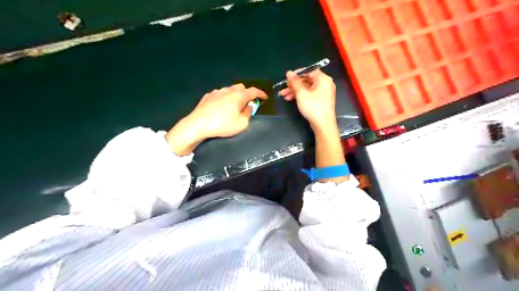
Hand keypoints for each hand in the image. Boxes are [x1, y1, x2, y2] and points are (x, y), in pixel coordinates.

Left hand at [167, 83, 267, 154]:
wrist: (198, 124)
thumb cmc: (223, 124)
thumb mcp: (241, 123)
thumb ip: (248, 114)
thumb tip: (248, 107)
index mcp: (239, 95)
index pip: (254, 91)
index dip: (261, 94)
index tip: (265, 98)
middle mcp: (228, 90)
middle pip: (241, 87)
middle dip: (247, 93)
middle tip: (248, 103)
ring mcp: (216, 92)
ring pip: (229, 90)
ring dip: (235, 95)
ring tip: (234, 106)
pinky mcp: (207, 96)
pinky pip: (220, 94)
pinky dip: (224, 98)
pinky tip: (221, 107)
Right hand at [280, 69, 336, 130]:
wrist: (323, 124)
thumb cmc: (313, 107)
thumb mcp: (301, 93)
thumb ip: (294, 82)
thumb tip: (289, 72)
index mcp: (323, 79)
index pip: (309, 71)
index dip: (297, 73)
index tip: (287, 78)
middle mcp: (325, 84)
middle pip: (307, 80)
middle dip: (294, 84)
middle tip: (284, 88)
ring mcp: (323, 92)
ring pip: (307, 88)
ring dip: (295, 91)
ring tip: (284, 95)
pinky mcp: (321, 100)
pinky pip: (309, 94)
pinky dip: (301, 95)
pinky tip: (291, 99)